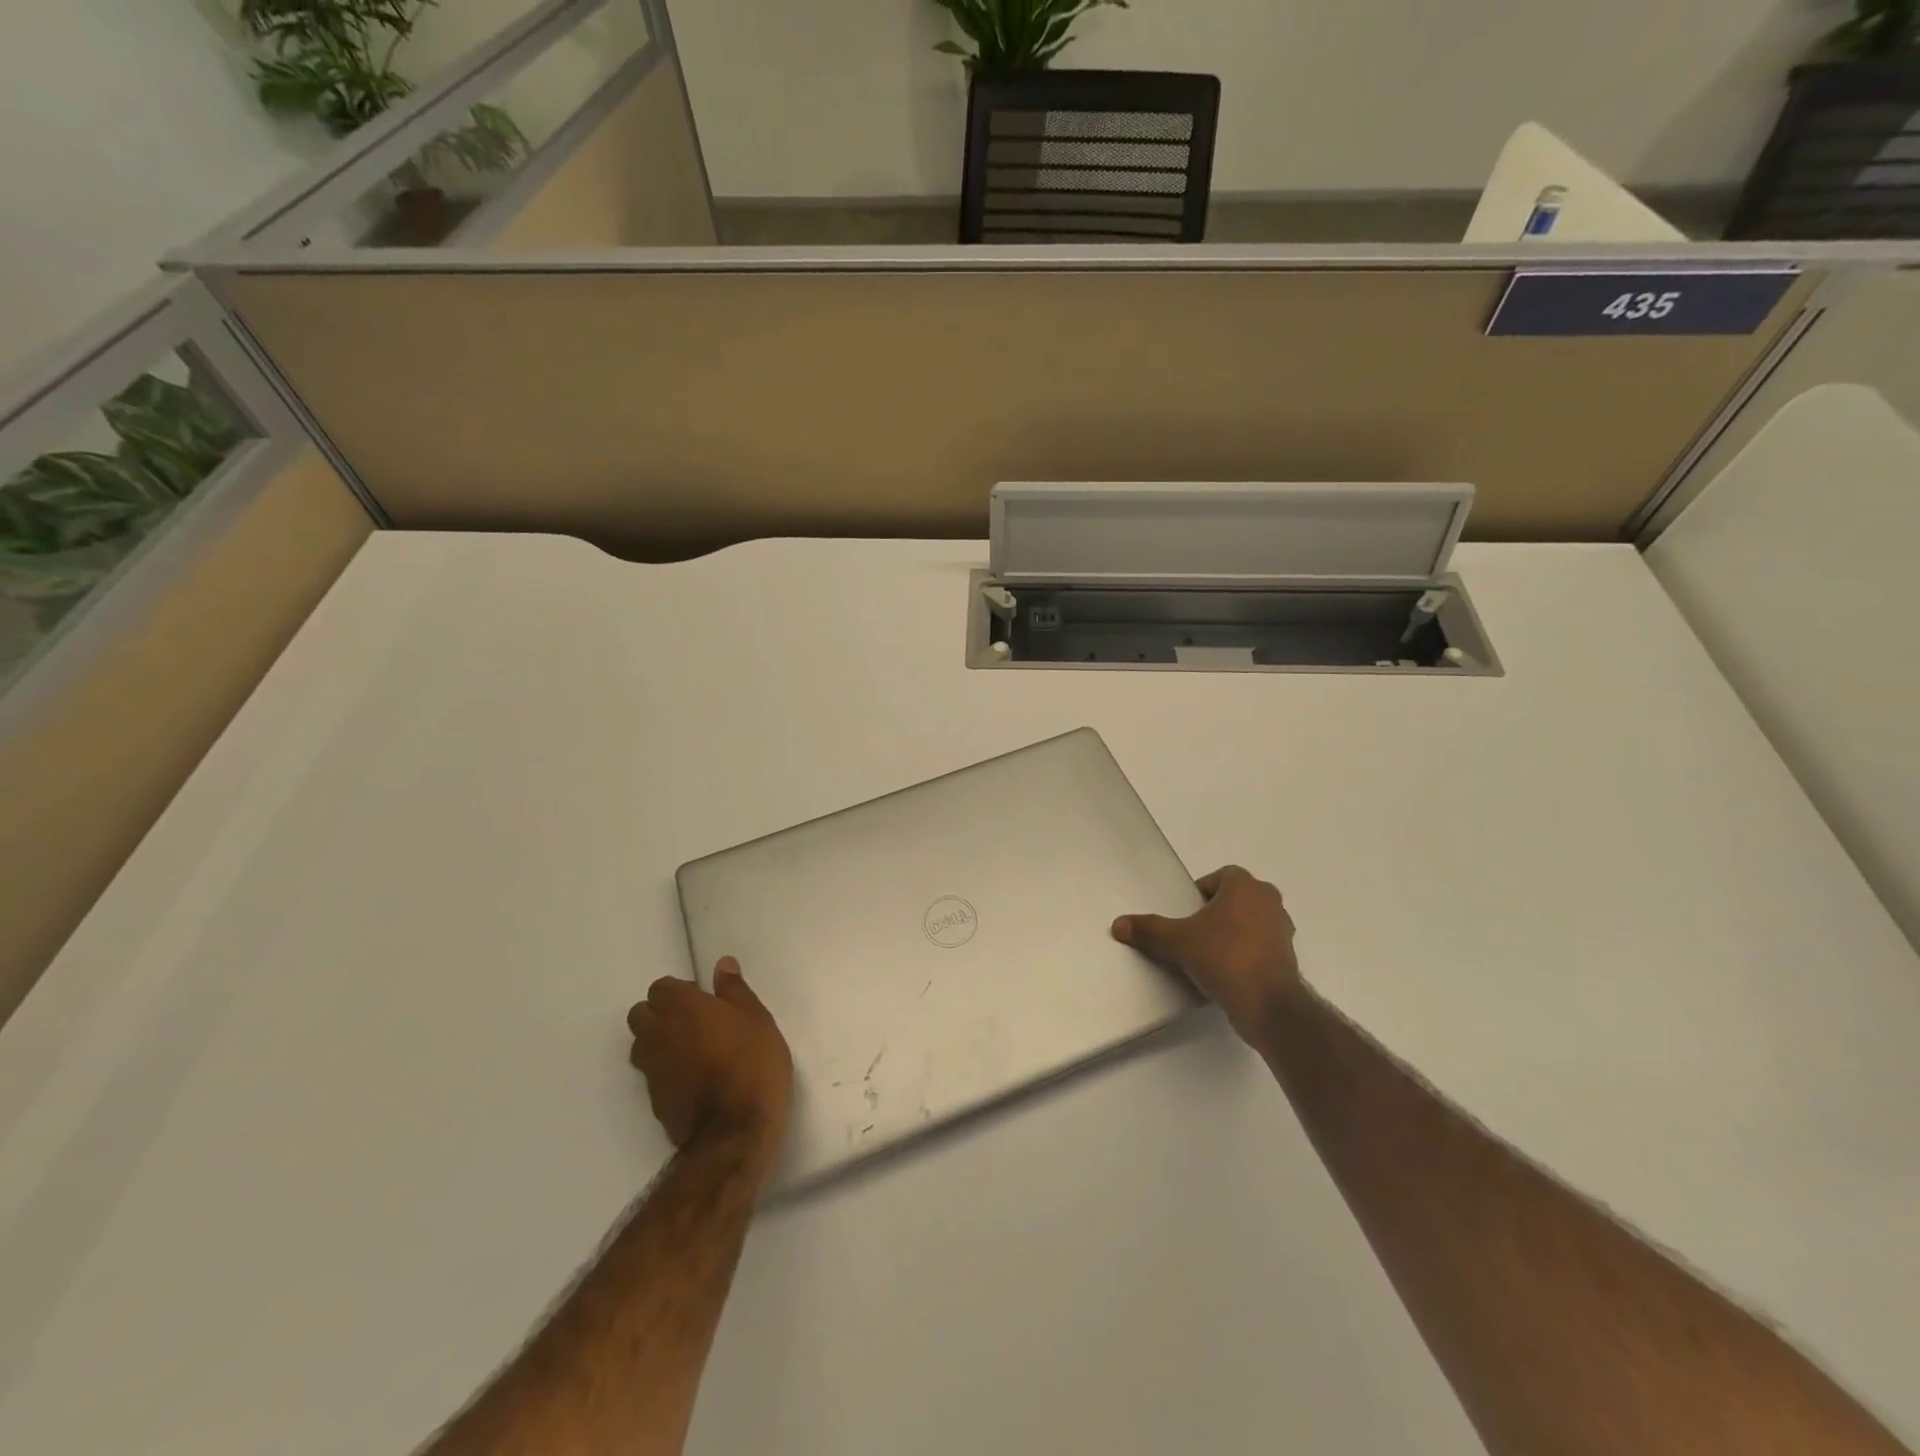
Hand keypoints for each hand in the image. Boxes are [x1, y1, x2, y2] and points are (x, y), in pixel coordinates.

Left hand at [627, 958, 793, 1163]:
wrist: (735, 1130)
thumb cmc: (752, 1063)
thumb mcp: (756, 1018)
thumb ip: (735, 990)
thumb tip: (722, 965)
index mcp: (683, 1007)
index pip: (661, 987)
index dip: (680, 991)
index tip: (704, 1001)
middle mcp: (659, 1033)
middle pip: (641, 1013)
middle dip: (659, 1013)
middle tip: (693, 1023)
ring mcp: (652, 1069)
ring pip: (640, 1045)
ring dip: (657, 1042)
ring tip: (689, 1051)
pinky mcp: (653, 1099)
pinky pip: (651, 1074)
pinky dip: (664, 1071)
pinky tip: (691, 1079)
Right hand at [1112, 865, 1303, 1042]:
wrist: (1268, 1005)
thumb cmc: (1224, 957)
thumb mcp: (1178, 941)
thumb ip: (1149, 929)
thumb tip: (1118, 924)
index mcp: (1246, 887)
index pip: (1220, 876)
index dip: (1201, 891)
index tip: (1186, 912)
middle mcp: (1269, 901)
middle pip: (1235, 898)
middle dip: (1215, 911)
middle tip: (1192, 930)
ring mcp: (1282, 930)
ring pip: (1249, 921)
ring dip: (1231, 931)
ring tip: (1207, 952)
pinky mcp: (1287, 957)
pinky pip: (1259, 945)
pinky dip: (1244, 952)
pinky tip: (1225, 971)